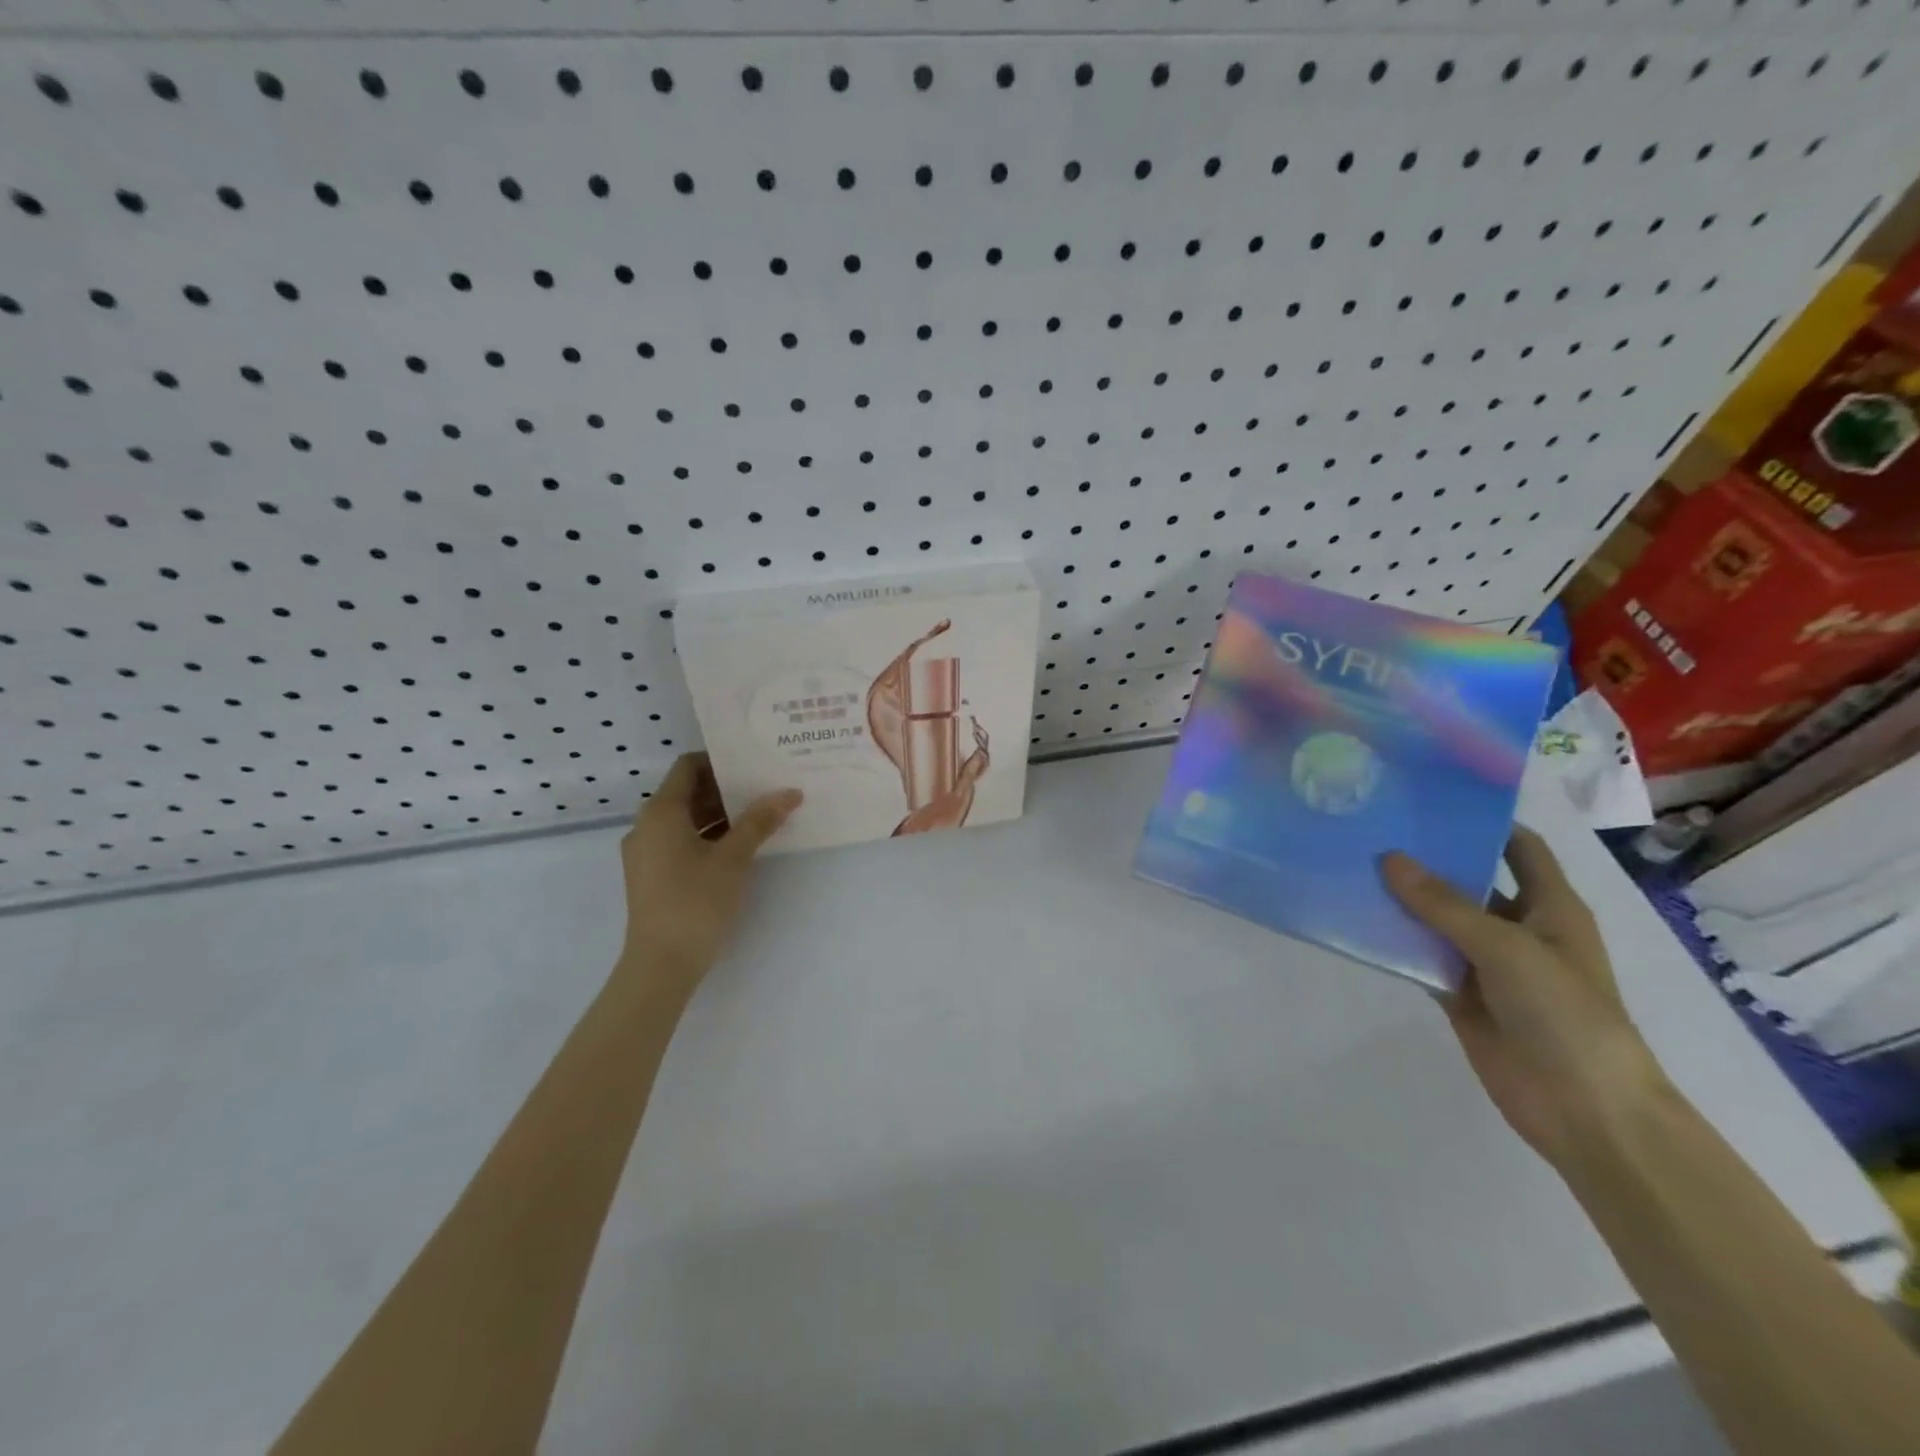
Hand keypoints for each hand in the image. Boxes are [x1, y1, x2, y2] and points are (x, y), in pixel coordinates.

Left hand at [615, 754, 800, 994]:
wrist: (661, 964)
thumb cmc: (696, 901)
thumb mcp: (734, 857)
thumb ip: (760, 821)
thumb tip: (790, 792)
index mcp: (661, 812)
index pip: (688, 766)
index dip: (720, 761)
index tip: (753, 764)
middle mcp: (647, 826)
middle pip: (687, 792)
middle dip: (726, 789)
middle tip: (765, 788)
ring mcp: (646, 853)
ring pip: (685, 820)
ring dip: (719, 815)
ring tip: (759, 817)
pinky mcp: (651, 876)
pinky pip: (680, 842)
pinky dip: (707, 837)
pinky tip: (739, 848)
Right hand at [1381, 828, 1669, 1170]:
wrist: (1583, 1109)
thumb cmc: (1564, 1014)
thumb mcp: (1506, 948)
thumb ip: (1444, 904)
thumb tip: (1388, 859)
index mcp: (1549, 907)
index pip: (1518, 847)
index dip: (1484, 820)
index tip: (1430, 797)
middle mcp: (1517, 928)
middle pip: (1468, 880)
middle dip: (1427, 858)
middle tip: (1372, 827)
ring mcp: (1486, 963)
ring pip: (1437, 920)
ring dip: (1402, 900)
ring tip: (1351, 865)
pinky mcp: (1459, 994)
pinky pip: (1420, 958)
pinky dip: (1393, 943)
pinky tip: (1355, 922)